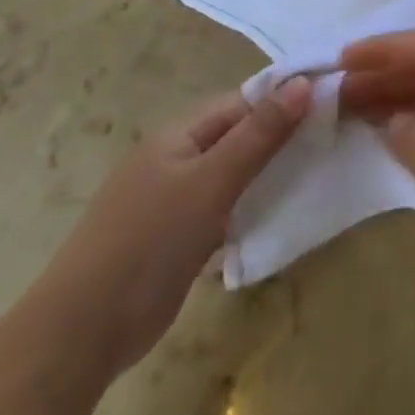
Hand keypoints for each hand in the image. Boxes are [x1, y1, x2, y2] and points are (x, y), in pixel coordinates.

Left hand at [37, 78, 310, 373]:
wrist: (82, 332)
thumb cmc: (150, 242)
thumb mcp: (211, 182)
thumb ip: (259, 135)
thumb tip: (304, 82)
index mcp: (179, 134)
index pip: (242, 102)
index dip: (284, 99)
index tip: (332, 104)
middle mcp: (176, 159)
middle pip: (238, 136)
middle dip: (281, 138)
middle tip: (333, 141)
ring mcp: (174, 201)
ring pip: (233, 175)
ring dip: (269, 175)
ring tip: (319, 175)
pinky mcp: (176, 240)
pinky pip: (223, 210)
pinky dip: (250, 210)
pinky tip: (280, 218)